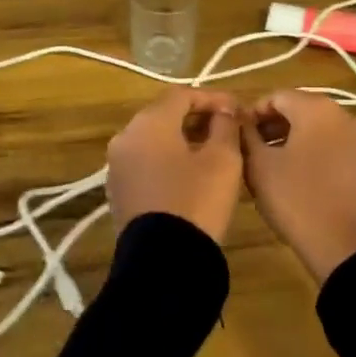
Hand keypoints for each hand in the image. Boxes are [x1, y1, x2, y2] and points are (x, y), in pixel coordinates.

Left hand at [105, 89, 243, 242]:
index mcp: (148, 123)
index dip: (213, 98)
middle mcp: (125, 137)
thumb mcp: (223, 159)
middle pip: (164, 115)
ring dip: (183, 140)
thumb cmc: (197, 200)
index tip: (237, 111)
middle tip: (228, 129)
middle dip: (197, 118)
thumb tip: (224, 111)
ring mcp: (118, 166)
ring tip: (214, 152)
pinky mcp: (119, 192)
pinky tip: (192, 175)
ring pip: (154, 140)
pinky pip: (146, 163)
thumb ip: (226, 125)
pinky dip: (168, 161)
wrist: (163, 261)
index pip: (182, 95)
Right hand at [239, 91, 355, 282]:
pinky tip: (299, 176)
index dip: (253, 113)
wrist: (343, 246)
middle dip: (273, 125)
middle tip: (252, 150)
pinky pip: (335, 146)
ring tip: (272, 164)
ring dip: (293, 139)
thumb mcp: (259, 165)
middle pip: (301, 109)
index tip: (239, 135)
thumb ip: (246, 134)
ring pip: (319, 128)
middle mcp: (344, 114)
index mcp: (317, 108)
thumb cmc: (296, 199)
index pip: (277, 96)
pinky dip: (315, 152)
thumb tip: (239, 118)